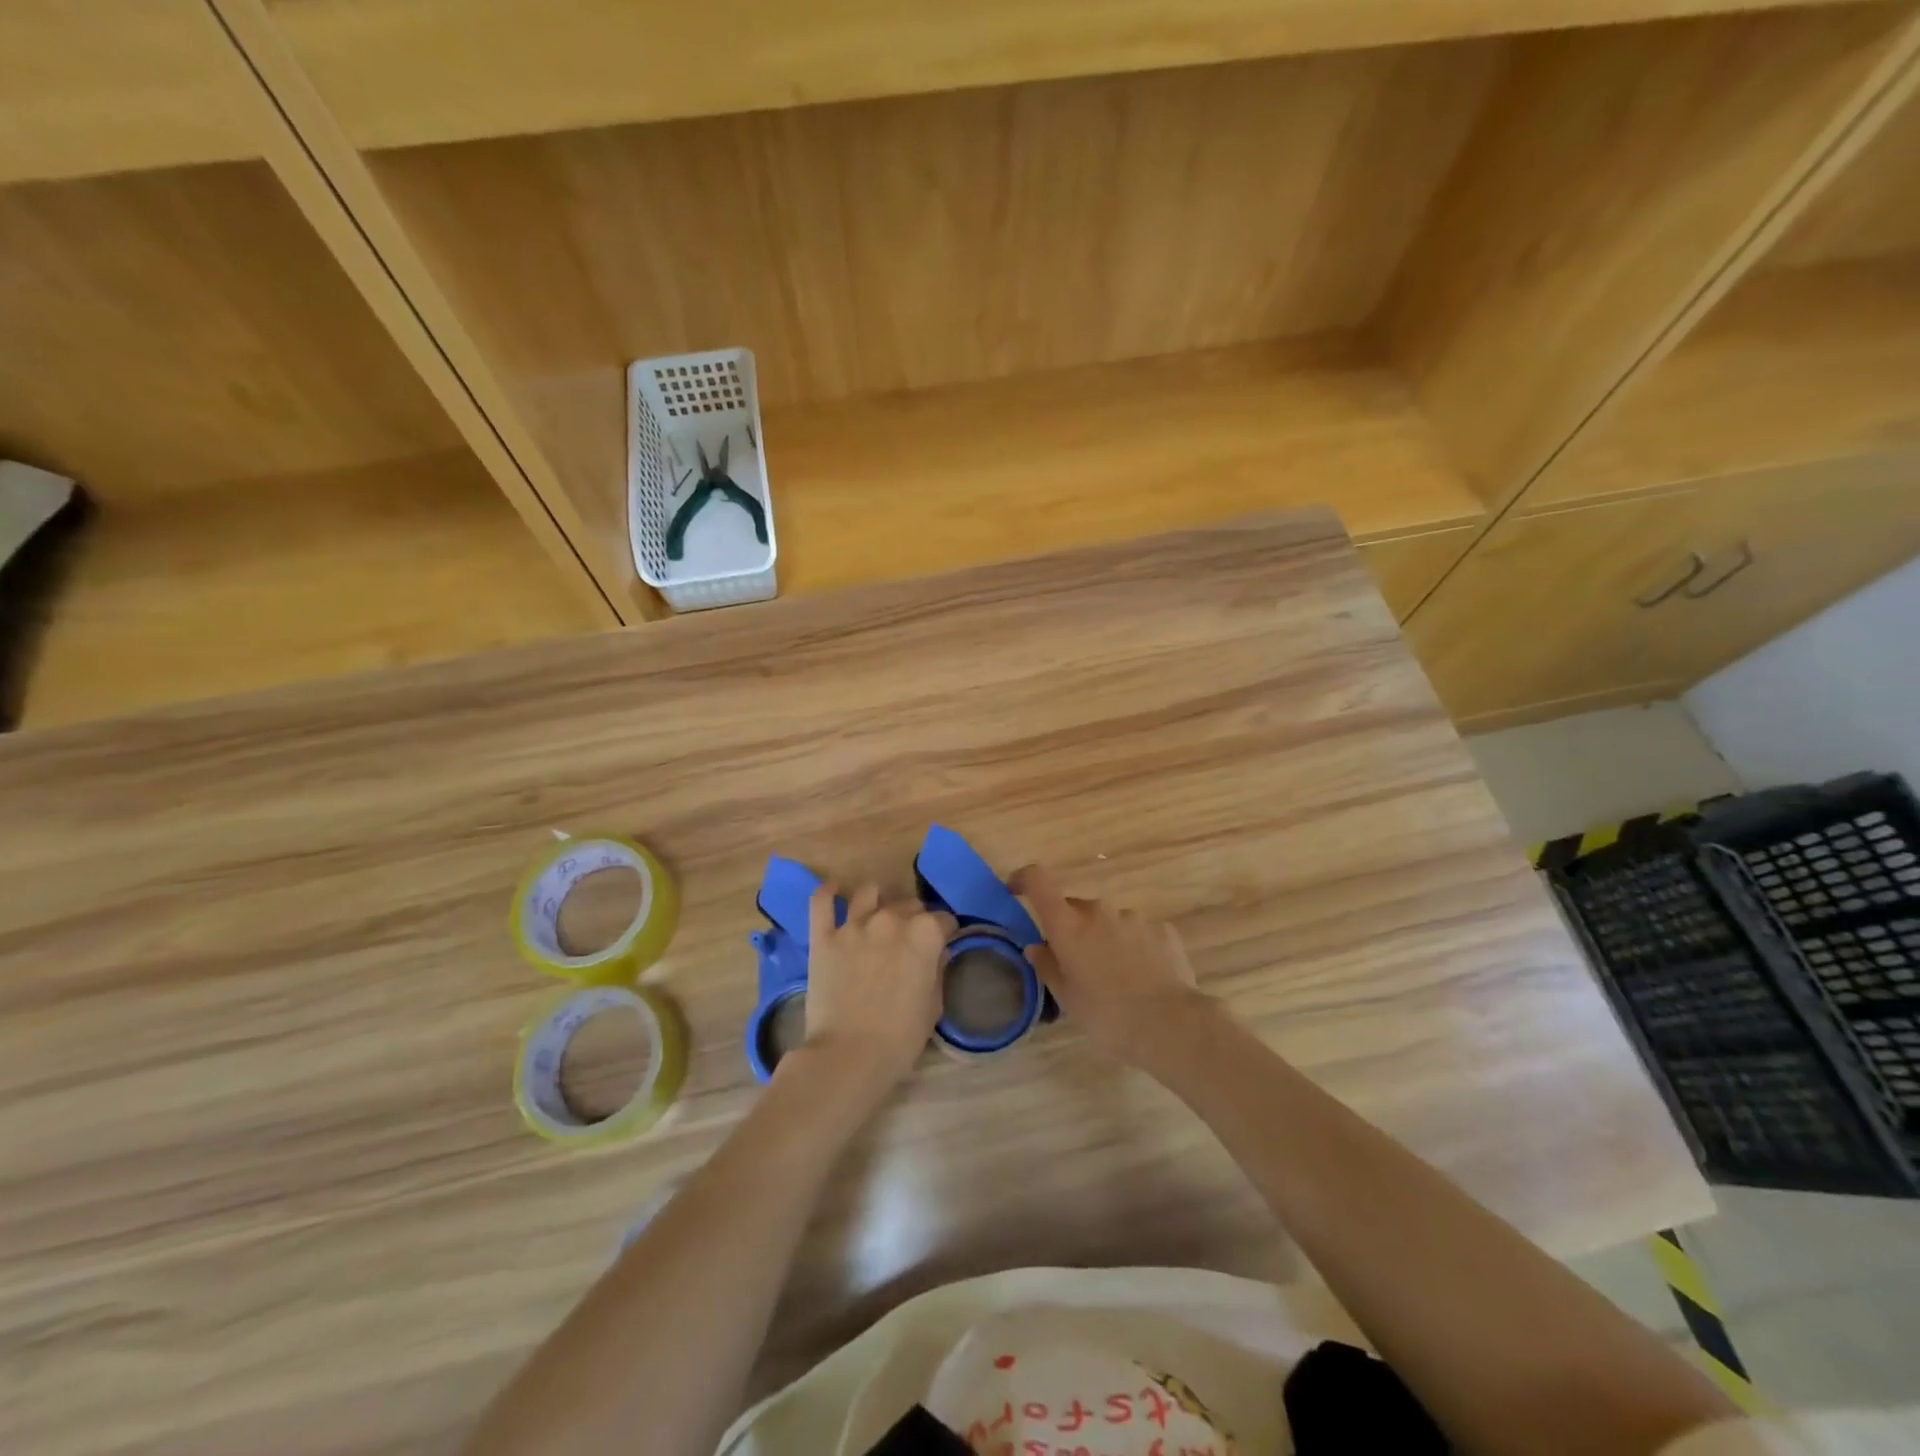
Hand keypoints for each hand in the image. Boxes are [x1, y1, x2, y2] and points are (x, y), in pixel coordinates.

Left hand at [798, 883, 953, 1094]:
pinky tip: (834, 892)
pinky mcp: (823, 936)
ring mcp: (854, 925)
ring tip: (877, 915)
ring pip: (869, 892)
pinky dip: (828, 892)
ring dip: (878, 900)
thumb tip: (936, 952)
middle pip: (908, 903)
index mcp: (925, 934)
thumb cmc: (901, 1037)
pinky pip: (821, 901)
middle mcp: (891, 919)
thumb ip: (936, 970)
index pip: (943, 919)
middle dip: (914, 916)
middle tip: (909, 938)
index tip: (942, 944)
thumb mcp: (933, 1005)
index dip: (944, 932)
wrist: (850, 1055)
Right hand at [1010, 864, 1214, 1066]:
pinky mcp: (1162, 929)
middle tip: (1075, 964)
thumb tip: (1036, 947)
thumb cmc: (1107, 1015)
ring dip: (1103, 939)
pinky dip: (1132, 947)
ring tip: (1114, 978)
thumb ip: (1047, 966)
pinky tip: (1141, 977)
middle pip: (1074, 908)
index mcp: (1068, 924)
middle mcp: (1098, 910)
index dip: (1024, 879)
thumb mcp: (1067, 998)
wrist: (1171, 1025)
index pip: (1038, 881)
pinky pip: (1136, 932)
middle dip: (1071, 929)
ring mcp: (1133, 917)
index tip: (1015, 890)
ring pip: (1107, 921)